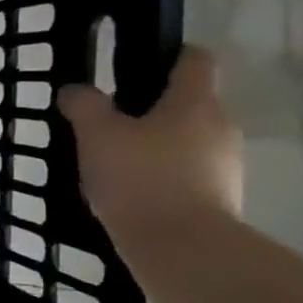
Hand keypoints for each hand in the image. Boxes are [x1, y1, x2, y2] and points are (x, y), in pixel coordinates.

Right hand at [58, 46, 241, 239]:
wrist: (182, 247)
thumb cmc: (140, 178)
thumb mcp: (96, 135)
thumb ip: (84, 106)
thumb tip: (75, 90)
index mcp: (195, 102)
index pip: (195, 60)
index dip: (169, 55)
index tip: (138, 65)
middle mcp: (221, 126)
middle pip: (190, 103)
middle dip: (155, 109)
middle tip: (111, 123)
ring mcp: (227, 165)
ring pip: (189, 141)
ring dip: (158, 145)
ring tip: (117, 163)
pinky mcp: (222, 198)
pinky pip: (190, 174)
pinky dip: (164, 176)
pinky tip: (133, 193)